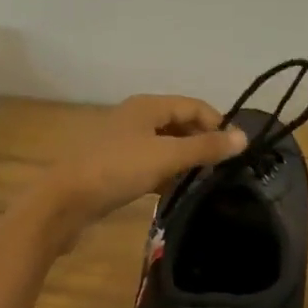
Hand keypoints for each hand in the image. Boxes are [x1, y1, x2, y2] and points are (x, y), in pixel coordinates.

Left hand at [24, 95, 247, 250]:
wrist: (64, 202)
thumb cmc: (117, 170)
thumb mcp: (166, 156)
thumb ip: (205, 147)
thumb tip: (243, 136)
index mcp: (147, 106)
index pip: (193, 105)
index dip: (217, 124)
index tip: (235, 151)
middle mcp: (136, 117)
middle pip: (179, 122)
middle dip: (201, 141)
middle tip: (222, 168)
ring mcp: (123, 142)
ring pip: (165, 144)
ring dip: (184, 159)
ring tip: (204, 182)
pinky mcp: (115, 166)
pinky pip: (150, 163)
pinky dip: (165, 173)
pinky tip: (174, 192)